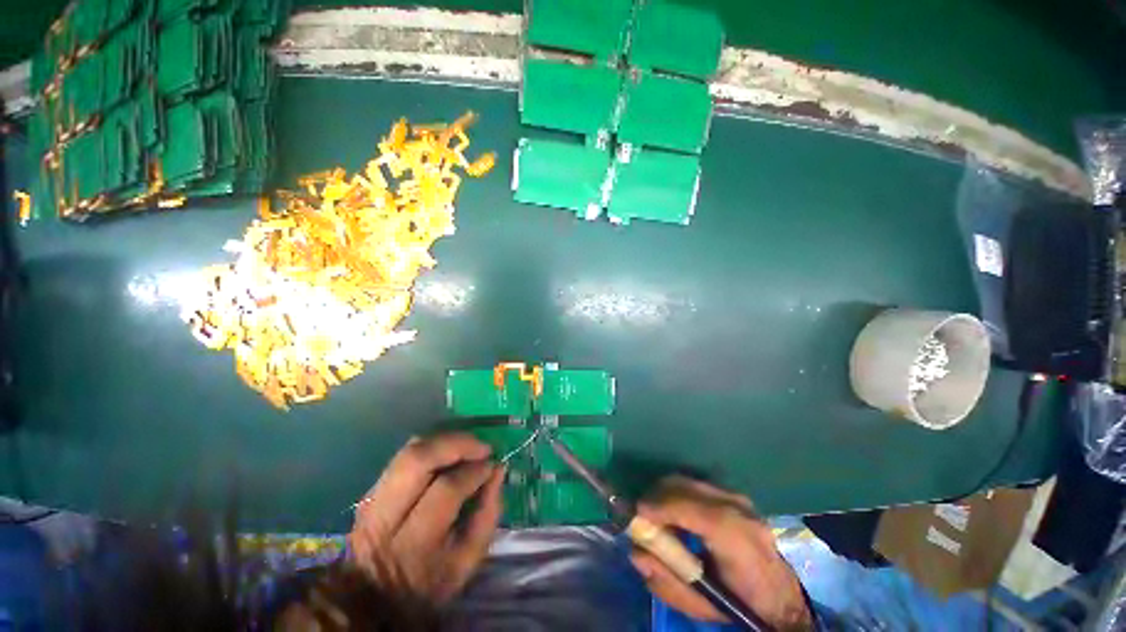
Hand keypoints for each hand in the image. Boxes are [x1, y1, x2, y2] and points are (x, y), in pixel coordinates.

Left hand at [347, 433, 503, 602]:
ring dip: (444, 440)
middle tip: (482, 446)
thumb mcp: (467, 562)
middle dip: (456, 444)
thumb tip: (498, 470)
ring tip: (468, 445)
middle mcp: (387, 516)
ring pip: (408, 452)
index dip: (475, 471)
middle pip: (418, 461)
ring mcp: (373, 501)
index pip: (447, 490)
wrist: (376, 598)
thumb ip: (487, 514)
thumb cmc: (430, 582)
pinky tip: (448, 452)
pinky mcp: (370, 491)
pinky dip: (430, 447)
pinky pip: (403, 456)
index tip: (493, 464)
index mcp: (415, 543)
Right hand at [630, 476, 812, 630]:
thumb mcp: (702, 605)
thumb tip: (636, 551)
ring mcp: (738, 497)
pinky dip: (678, 494)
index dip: (659, 507)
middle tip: (642, 517)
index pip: (690, 508)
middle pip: (684, 487)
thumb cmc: (741, 604)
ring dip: (666, 494)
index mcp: (735, 538)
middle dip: (656, 496)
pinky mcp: (734, 494)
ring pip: (688, 481)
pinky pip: (696, 485)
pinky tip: (676, 513)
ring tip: (658, 517)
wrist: (781, 596)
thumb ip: (666, 581)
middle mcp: (737, 508)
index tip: (637, 515)